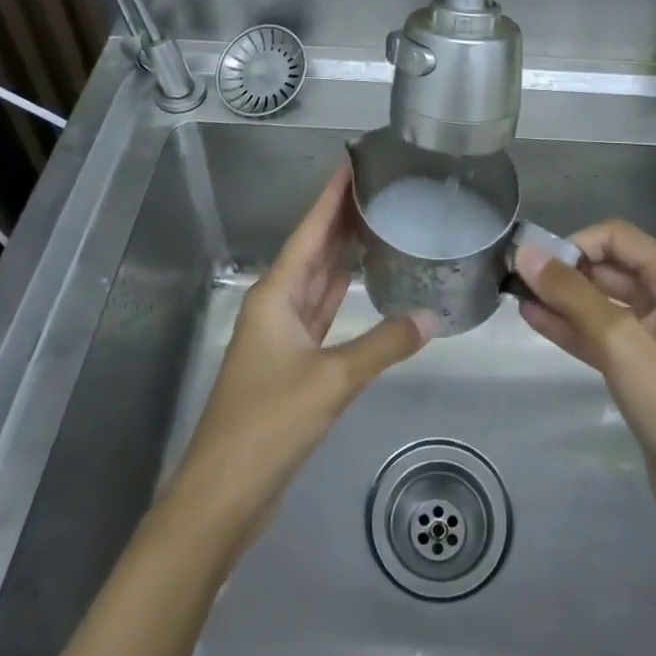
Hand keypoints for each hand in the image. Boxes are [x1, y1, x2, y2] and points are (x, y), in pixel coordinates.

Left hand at [166, 158, 432, 550]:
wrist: (223, 494)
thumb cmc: (268, 425)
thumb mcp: (331, 381)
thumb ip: (383, 345)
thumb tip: (431, 317)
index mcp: (276, 295)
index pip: (310, 231)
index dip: (331, 196)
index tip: (351, 161)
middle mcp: (277, 306)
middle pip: (314, 250)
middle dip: (342, 218)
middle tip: (379, 187)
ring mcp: (283, 335)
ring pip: (319, 281)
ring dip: (343, 254)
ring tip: (378, 222)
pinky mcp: (293, 363)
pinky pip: (323, 313)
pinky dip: (343, 295)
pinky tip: (365, 283)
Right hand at [517, 220, 655, 550]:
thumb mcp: (622, 344)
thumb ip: (573, 295)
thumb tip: (527, 252)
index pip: (619, 237)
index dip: (576, 243)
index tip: (536, 263)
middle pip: (612, 268)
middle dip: (566, 270)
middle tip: (516, 277)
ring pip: (605, 304)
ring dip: (565, 299)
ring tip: (517, 295)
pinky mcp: (649, 373)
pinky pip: (606, 337)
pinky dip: (574, 328)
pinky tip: (536, 321)